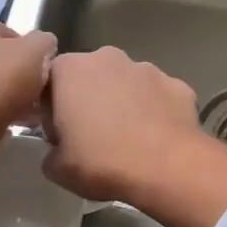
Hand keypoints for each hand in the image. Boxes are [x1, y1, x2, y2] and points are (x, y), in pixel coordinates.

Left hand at [0, 14, 55, 198]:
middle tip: (36, 93)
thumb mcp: (35, 52)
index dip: (28, 50)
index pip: (5, 31)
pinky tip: (6, 127)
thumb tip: (44, 45)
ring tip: (27, 115)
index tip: (41, 69)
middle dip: (16, 75)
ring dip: (5, 97)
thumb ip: (43, 42)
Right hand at [41, 47, 220, 206]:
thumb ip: (50, 152)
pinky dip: (154, 111)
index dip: (51, 106)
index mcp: (70, 70)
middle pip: (90, 75)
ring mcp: (146, 68)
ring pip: (126, 83)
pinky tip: (156, 139)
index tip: (58, 132)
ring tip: (127, 138)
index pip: (49, 80)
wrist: (167, 168)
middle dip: (88, 98)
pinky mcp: (176, 84)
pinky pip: (157, 96)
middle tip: (91, 135)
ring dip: (123, 102)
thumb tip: (57, 150)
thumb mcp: (57, 169)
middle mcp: (107, 57)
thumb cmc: (102, 162)